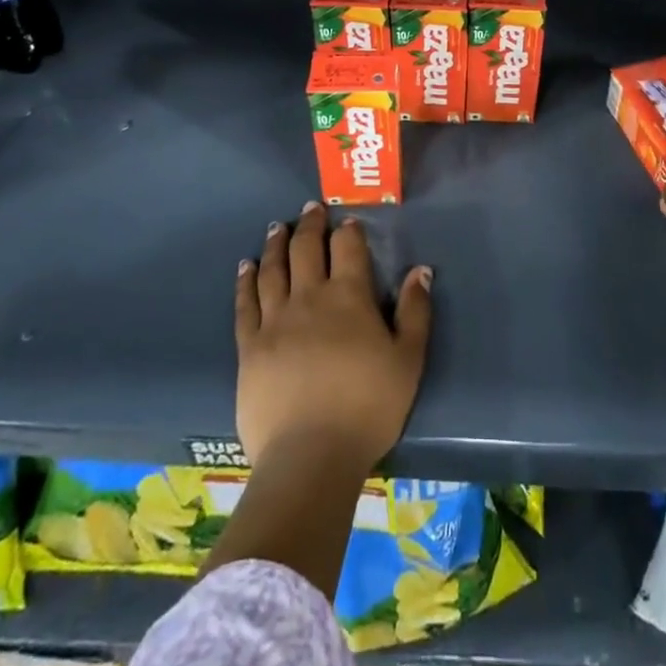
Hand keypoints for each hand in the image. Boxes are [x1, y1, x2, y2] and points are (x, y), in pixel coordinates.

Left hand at [234, 203, 432, 470]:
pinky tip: (246, 266)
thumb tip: (420, 270)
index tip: (347, 220)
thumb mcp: (408, 360)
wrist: (310, 457)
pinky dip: (246, 281)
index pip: (347, 248)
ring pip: (273, 269)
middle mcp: (309, 298)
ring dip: (276, 243)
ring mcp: (275, 320)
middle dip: (310, 224)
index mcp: (349, 297)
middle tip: (310, 208)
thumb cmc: (368, 407)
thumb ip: (415, 312)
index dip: (347, 230)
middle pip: (306, 249)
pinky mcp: (250, 347)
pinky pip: (246, 304)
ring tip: (276, 227)